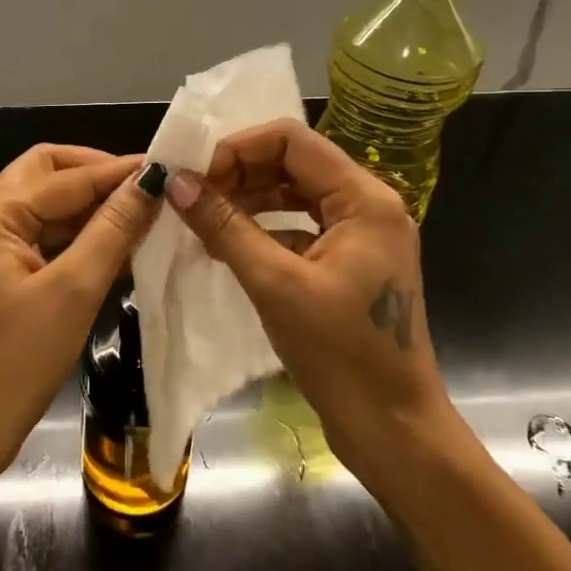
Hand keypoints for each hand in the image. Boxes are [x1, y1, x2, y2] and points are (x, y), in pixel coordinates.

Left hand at [0, 145, 162, 489]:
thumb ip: (113, 230)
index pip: (67, 177)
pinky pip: (43, 241)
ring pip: (46, 209)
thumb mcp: (72, 291)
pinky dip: (78, 240)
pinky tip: (118, 250)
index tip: (169, 166)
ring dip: (90, 208)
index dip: (119, 171)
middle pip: (47, 176)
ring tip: (141, 216)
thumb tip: (151, 180)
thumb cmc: (13, 362)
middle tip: (144, 187)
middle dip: (95, 175)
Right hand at [162, 119, 455, 497]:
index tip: (196, 177)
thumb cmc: (342, 355)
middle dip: (239, 174)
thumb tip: (176, 182)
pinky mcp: (349, 263)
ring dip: (248, 202)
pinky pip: (299, 227)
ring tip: (202, 221)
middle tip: (192, 199)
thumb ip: (225, 226)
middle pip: (293, 163)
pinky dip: (263, 230)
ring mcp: (361, 236)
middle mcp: (368, 206)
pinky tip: (227, 247)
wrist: (394, 430)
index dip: (238, 149)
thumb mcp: (276, 285)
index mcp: (364, 199)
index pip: (292, 140)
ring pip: (294, 195)